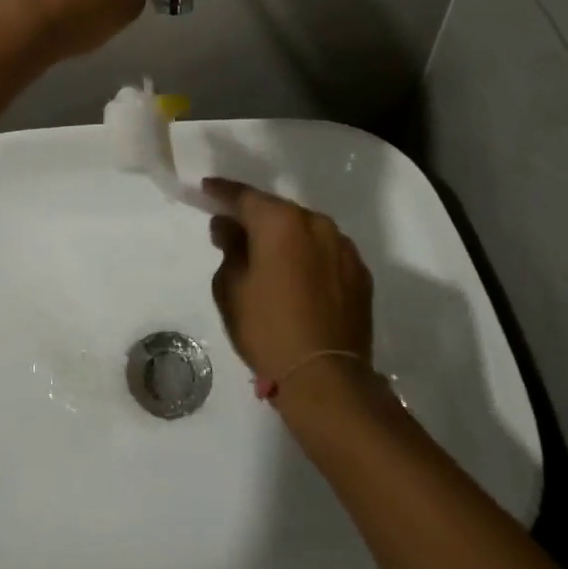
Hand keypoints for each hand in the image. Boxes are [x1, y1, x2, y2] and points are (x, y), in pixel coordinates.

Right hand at [206, 178, 373, 396]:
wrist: (326, 379)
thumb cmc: (267, 329)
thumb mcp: (231, 288)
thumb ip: (229, 248)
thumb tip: (229, 227)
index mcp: (280, 221)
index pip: (244, 196)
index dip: (222, 192)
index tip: (207, 189)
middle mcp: (315, 222)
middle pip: (277, 211)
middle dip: (255, 218)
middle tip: (235, 231)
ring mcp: (343, 247)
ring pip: (305, 231)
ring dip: (286, 238)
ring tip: (270, 258)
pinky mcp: (360, 273)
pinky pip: (326, 253)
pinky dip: (309, 258)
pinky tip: (298, 279)